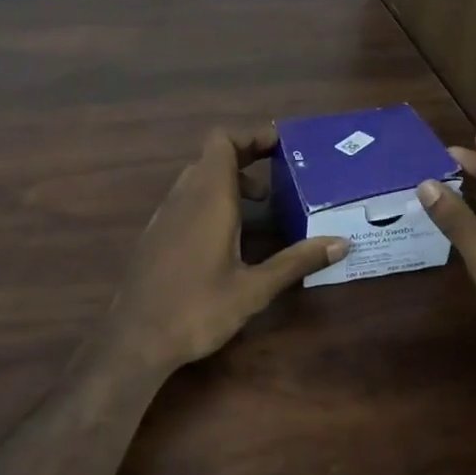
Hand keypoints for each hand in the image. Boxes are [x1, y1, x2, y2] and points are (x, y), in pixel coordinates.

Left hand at [104, 125, 346, 374]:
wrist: (134, 339)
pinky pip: (186, 200)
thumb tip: (341, 242)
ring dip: (229, 181)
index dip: (250, 135)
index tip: (281, 145)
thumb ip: (296, 261)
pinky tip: (229, 235)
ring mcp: (165, 215)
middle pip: (212, 157)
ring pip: (197, 178)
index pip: (222, 141)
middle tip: (281, 174)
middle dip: (246, 158)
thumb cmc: (197, 309)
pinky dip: (211, 200)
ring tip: (262, 206)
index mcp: (208, 198)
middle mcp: (184, 197)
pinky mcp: (156, 234)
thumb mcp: (254, 289)